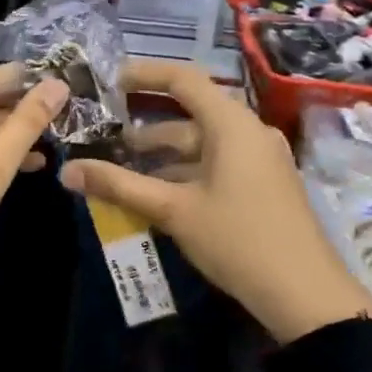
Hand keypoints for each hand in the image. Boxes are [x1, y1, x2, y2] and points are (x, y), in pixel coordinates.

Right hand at [59, 59, 371, 343]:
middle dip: (146, 128)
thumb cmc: (237, 240)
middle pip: (191, 116)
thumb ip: (118, 186)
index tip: (109, 83)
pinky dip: (183, 173)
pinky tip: (155, 196)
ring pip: (201, 146)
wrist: (305, 295)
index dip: (145, 75)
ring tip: (121, 171)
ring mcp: (259, 161)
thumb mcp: (173, 210)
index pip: (184, 80)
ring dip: (162, 156)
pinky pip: (215, 166)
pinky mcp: (262, 186)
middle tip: (105, 137)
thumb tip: (66, 171)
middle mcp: (248, 133)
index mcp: (232, 126)